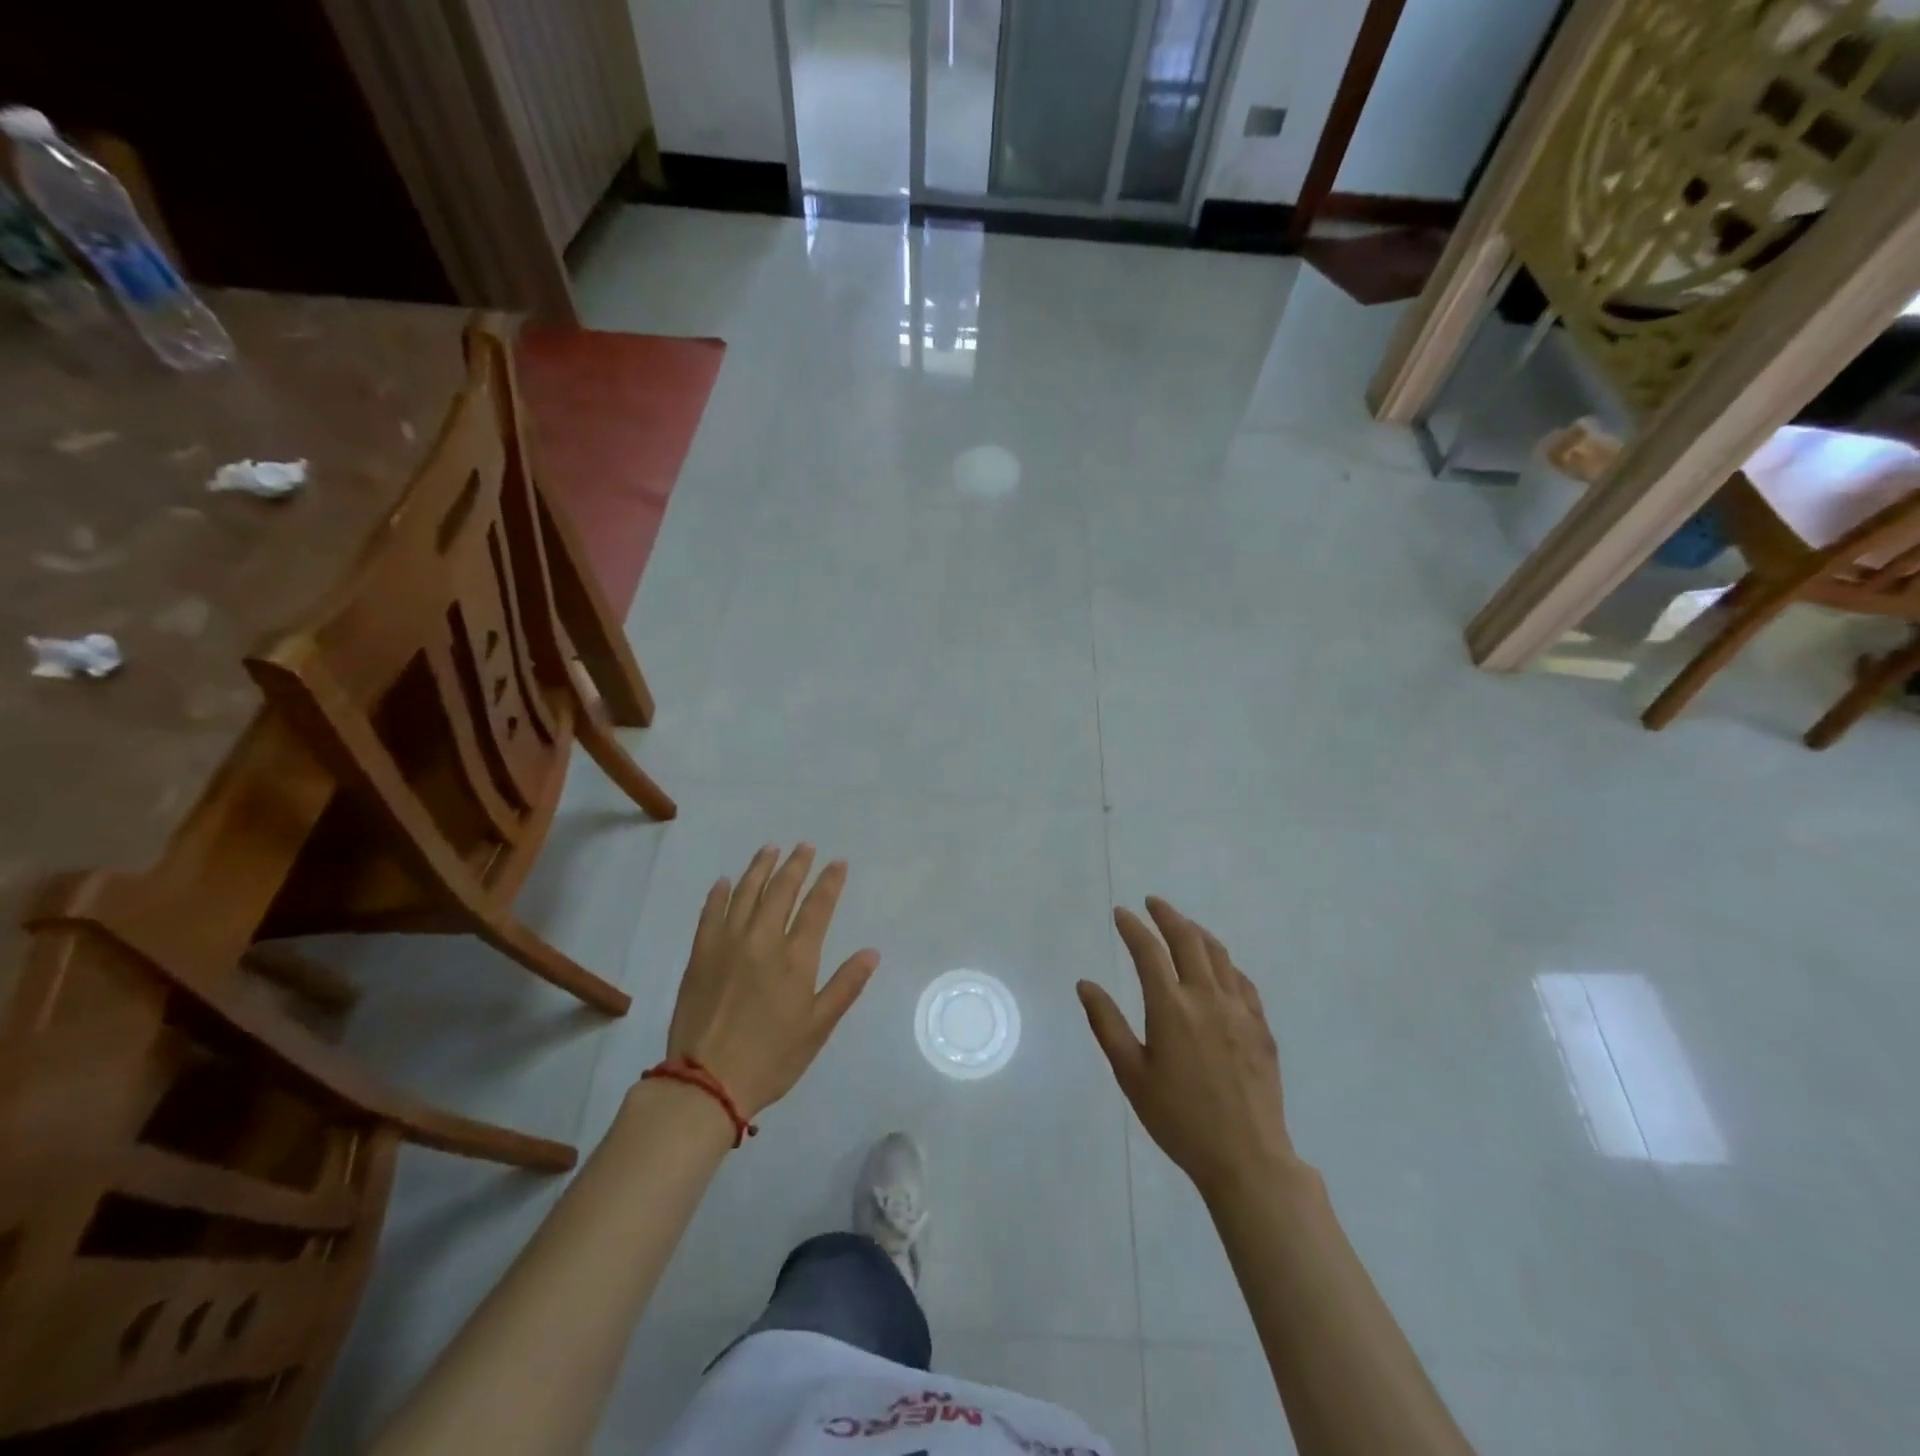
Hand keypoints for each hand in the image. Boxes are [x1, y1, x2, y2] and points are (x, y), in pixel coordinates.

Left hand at [664, 844, 879, 1118]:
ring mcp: (727, 943)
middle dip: (796, 865)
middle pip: (781, 890)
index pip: (817, 907)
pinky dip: (720, 894)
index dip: (830, 882)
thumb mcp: (818, 1027)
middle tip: (805, 847)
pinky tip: (725, 882)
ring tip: (770, 850)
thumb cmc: (771, 1058)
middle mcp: (762, 939)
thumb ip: (845, 986)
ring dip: (760, 868)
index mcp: (795, 957)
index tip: (838, 863)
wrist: (706, 1082)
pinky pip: (710, 912)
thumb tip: (871, 952)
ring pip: (746, 893)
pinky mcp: (700, 954)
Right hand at [1077, 898, 1295, 1201]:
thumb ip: (1107, 1024)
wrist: (1246, 1158)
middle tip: (1152, 903)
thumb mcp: (1131, 1075)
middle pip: (1188, 940)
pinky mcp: (1261, 1027)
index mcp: (1171, 1008)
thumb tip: (1085, 984)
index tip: (1121, 913)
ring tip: (1183, 925)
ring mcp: (1239, 1010)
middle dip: (1167, 916)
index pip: (1148, 951)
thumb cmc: (1179, 1119)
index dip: (1133, 927)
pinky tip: (1219, 967)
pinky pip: (1242, 980)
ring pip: (1219, 954)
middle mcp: (1207, 998)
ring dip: (1197, 932)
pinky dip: (1224, 962)